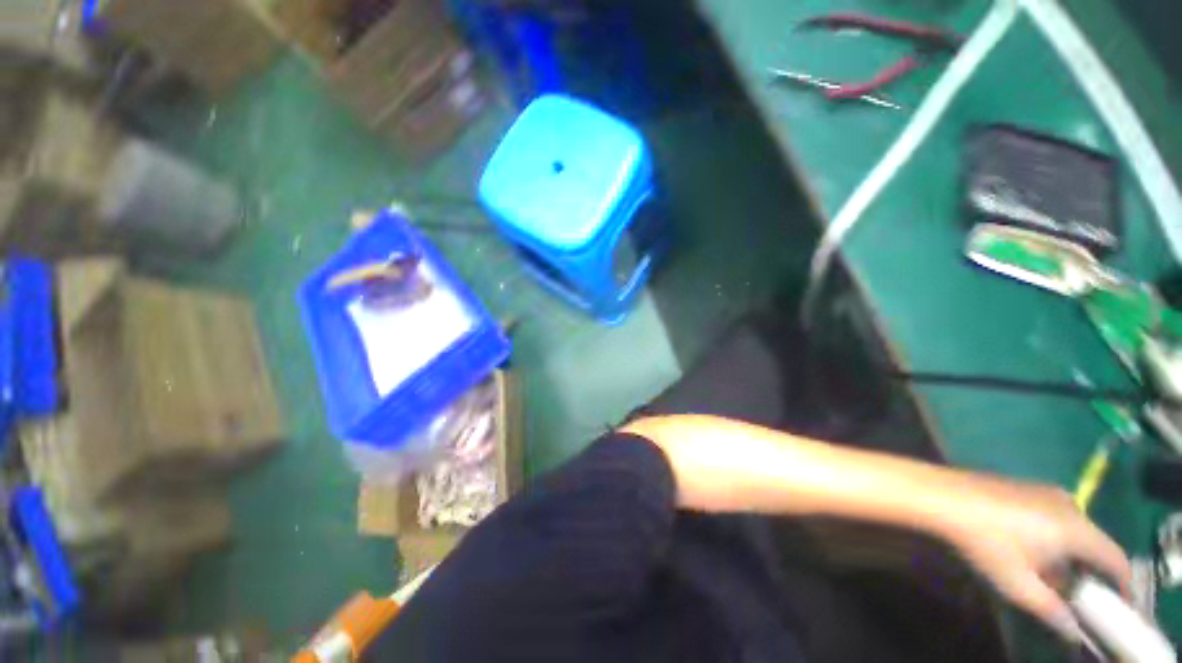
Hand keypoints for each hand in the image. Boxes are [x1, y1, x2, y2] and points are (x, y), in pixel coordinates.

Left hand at [939, 476, 1130, 641]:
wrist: (941, 496)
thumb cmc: (985, 542)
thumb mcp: (1019, 586)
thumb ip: (1052, 611)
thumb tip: (1074, 632)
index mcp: (1078, 528)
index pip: (1117, 560)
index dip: (1123, 586)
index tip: (1120, 608)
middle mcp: (1071, 505)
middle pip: (1096, 544)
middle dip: (1092, 573)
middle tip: (1079, 598)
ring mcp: (1047, 492)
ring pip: (1075, 531)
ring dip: (1070, 556)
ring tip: (1052, 579)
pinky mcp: (1026, 488)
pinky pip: (1055, 518)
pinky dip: (1054, 539)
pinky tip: (1030, 552)